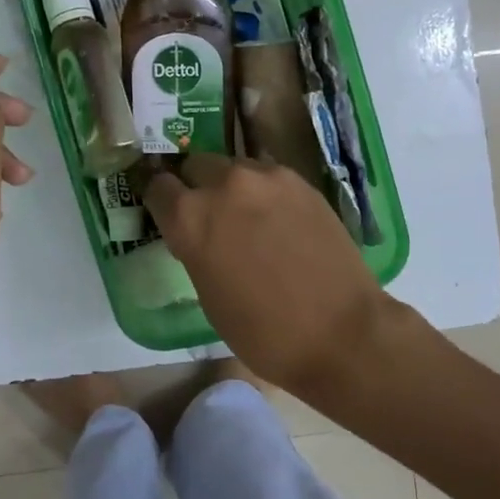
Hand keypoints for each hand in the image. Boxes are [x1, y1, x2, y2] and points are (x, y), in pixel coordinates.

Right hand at [142, 154, 387, 390]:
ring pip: (234, 168)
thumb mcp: (208, 294)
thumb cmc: (263, 331)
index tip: (169, 214)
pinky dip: (264, 192)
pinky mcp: (300, 181)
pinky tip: (278, 220)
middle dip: (196, 187)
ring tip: (248, 217)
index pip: (158, 187)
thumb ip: (195, 249)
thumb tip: (198, 235)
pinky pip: (268, 176)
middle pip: (196, 166)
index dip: (162, 202)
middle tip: (211, 217)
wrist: (341, 332)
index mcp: (189, 217)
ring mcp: (266, 177)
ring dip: (232, 186)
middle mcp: (223, 185)